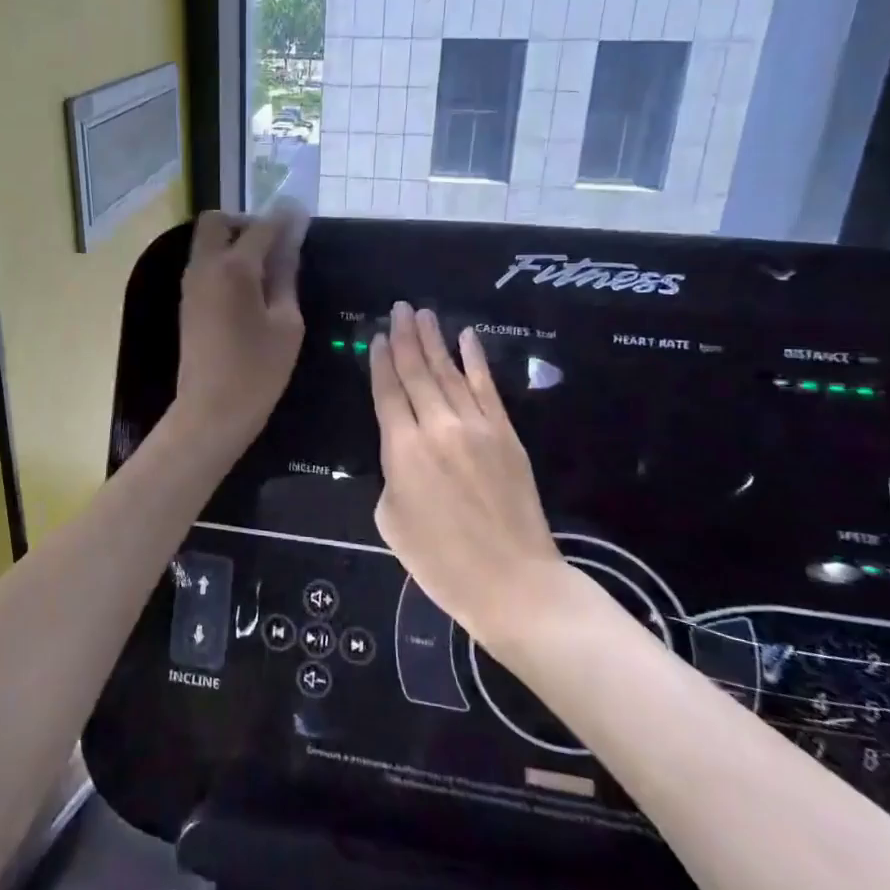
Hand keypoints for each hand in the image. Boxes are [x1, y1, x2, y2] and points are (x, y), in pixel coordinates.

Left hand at [172, 203, 306, 450]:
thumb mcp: (286, 324)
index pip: (261, 227)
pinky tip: (248, 287)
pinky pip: (204, 264)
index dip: (284, 218)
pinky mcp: (187, 302)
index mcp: (234, 268)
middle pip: (217, 222)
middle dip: (246, 222)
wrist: (210, 411)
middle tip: (273, 245)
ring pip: (207, 242)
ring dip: (232, 242)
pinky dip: (223, 261)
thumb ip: (286, 278)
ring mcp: (191, 284)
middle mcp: (205, 266)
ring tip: (265, 268)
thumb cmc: (257, 371)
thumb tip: (290, 245)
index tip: (302, 214)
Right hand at [371, 303, 570, 651]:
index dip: (380, 362)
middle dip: (406, 338)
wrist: (512, 582)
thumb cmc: (440, 561)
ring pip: (450, 372)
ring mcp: (477, 427)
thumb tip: (404, 454)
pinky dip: (476, 360)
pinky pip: (488, 387)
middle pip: (417, 372)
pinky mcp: (507, 434)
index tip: (378, 335)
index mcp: (402, 449)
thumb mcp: (391, 520)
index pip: (387, 392)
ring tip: (423, 314)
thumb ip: (392, 475)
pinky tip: (467, 338)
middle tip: (399, 308)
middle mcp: (438, 427)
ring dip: (435, 341)